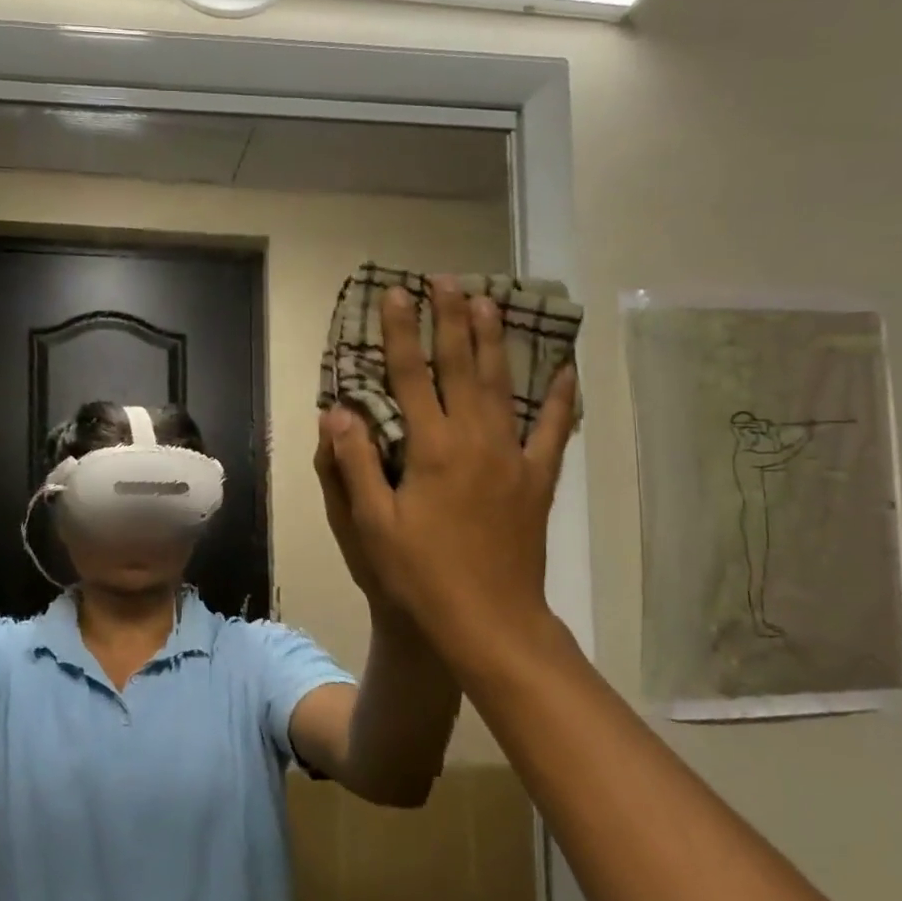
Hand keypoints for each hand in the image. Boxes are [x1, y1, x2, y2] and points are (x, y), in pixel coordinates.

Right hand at [318, 278, 576, 657]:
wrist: (489, 621)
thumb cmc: (420, 575)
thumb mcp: (373, 524)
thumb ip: (357, 463)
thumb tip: (337, 412)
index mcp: (432, 448)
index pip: (410, 376)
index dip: (401, 332)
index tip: (396, 293)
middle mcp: (475, 440)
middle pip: (462, 366)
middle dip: (452, 319)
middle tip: (447, 279)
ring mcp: (512, 458)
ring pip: (504, 385)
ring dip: (495, 341)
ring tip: (490, 302)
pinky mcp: (537, 480)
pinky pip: (552, 430)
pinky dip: (559, 398)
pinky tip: (565, 370)